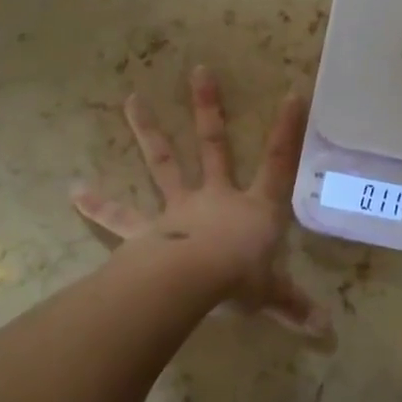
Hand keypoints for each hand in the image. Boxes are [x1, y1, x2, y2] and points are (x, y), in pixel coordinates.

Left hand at [73, 67, 330, 338]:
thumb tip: (327, 331)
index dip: (287, 131)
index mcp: (253, 207)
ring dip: (148, 131)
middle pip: (213, 145)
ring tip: (131, 99)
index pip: (277, 164)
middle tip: (199, 70)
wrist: (194, 283)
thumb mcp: (273, 294)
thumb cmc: (240, 281)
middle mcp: (215, 197)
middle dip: (208, 108)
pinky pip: (119, 217)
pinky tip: (73, 190)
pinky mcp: (146, 230)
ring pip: (164, 163)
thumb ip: (295, 306)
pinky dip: (97, 205)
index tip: (292, 94)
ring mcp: (178, 209)